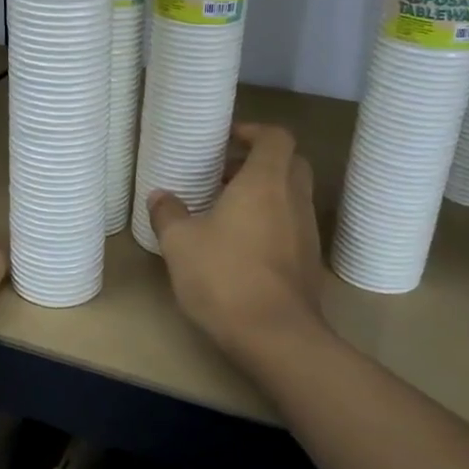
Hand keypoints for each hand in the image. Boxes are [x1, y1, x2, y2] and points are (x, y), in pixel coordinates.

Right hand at [148, 122, 324, 360]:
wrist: (276, 336)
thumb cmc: (225, 276)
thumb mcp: (180, 243)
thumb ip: (168, 213)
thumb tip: (160, 195)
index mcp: (266, 182)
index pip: (276, 137)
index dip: (254, 131)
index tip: (228, 140)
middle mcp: (294, 199)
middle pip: (290, 162)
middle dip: (259, 162)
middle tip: (224, 175)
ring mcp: (307, 231)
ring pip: (292, 196)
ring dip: (265, 194)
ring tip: (226, 211)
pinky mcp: (309, 262)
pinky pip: (292, 225)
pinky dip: (271, 222)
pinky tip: (241, 246)